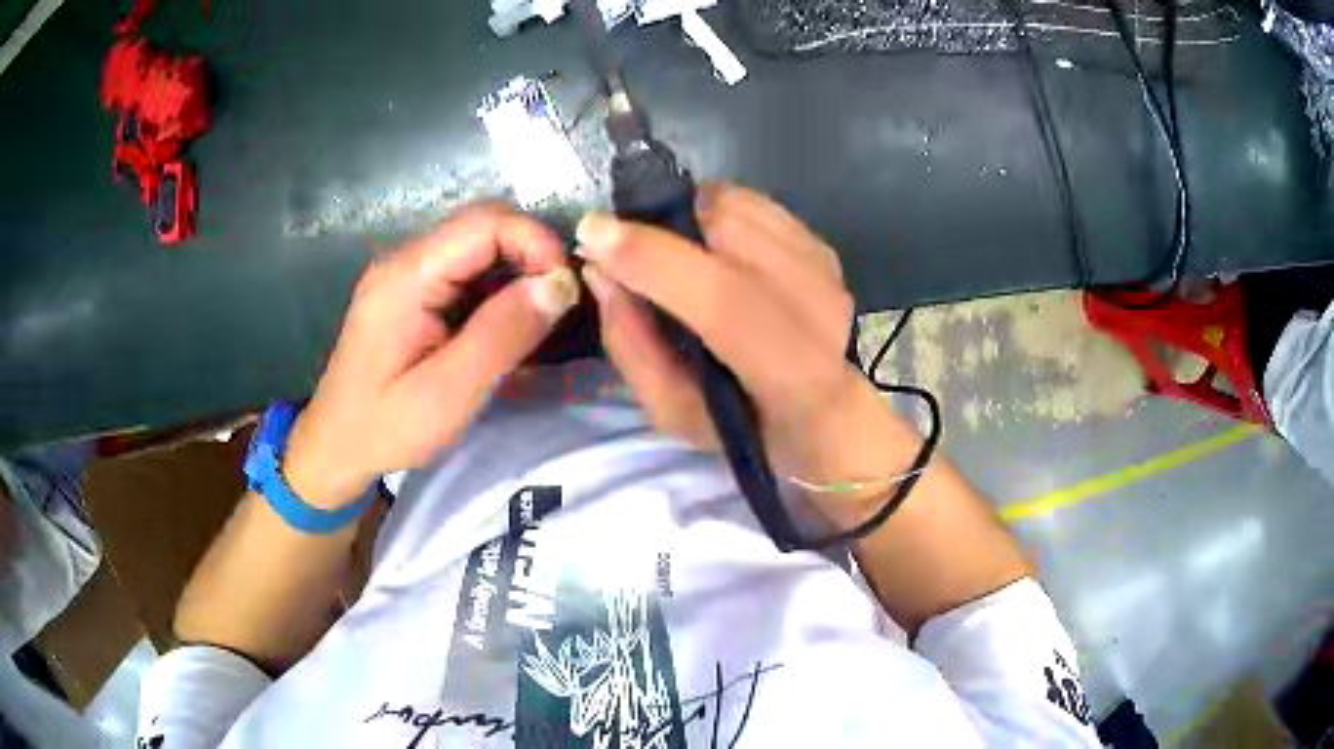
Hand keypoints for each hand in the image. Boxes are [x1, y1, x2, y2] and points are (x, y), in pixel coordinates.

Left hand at [284, 204, 579, 507]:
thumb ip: (502, 335)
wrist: (335, 446)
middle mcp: (404, 261)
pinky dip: (497, 286)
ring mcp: (406, 273)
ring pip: (478, 245)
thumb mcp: (447, 394)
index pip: (484, 224)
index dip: (535, 241)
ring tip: (541, 315)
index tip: (567, 287)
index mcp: (406, 278)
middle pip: (482, 225)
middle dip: (530, 254)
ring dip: (517, 270)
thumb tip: (560, 284)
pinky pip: (465, 269)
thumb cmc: (385, 428)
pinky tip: (508, 321)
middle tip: (559, 303)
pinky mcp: (411, 291)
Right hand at [578, 182, 900, 495]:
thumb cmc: (744, 424)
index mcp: (790, 372)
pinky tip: (705, 240)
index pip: (723, 299)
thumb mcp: (676, 411)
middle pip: (730, 229)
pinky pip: (753, 202)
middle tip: (623, 241)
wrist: (828, 408)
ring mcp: (825, 267)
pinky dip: (714, 210)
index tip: (592, 234)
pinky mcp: (823, 244)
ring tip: (667, 245)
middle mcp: (820, 307)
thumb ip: (632, 345)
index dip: (654, 259)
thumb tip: (599, 272)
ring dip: (686, 213)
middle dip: (659, 222)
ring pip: (739, 205)